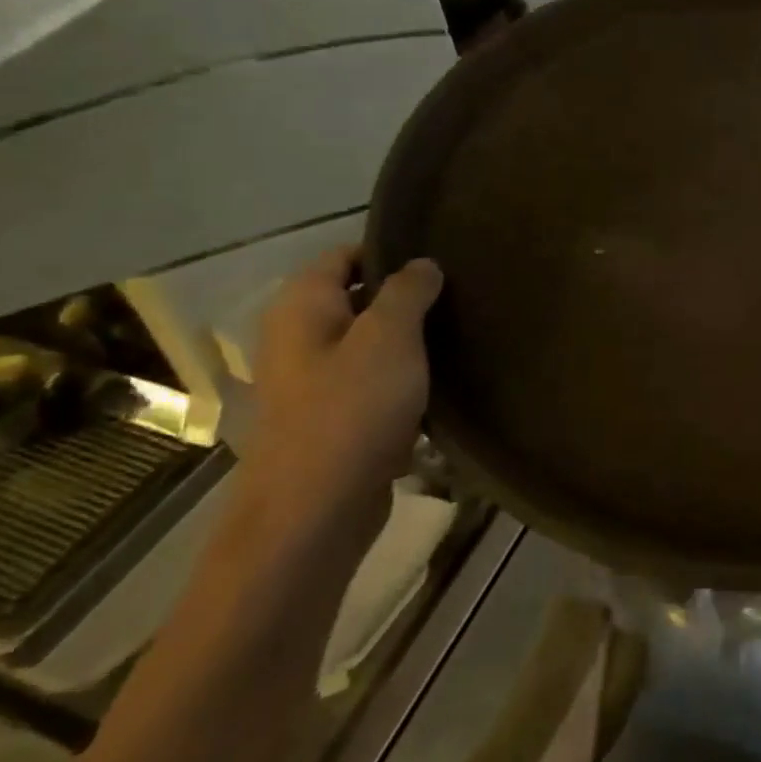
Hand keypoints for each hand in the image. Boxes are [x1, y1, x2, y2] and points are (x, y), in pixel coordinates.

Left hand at [241, 247, 441, 543]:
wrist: (317, 510)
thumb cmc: (352, 410)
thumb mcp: (389, 337)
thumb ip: (408, 292)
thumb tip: (423, 264)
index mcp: (302, 307)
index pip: (344, 255)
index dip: (390, 251)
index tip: (441, 259)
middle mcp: (300, 338)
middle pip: (358, 299)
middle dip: (407, 298)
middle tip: (461, 296)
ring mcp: (314, 382)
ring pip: (370, 344)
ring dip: (410, 341)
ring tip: (461, 334)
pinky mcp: (334, 418)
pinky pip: (373, 383)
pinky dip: (404, 379)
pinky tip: (443, 381)